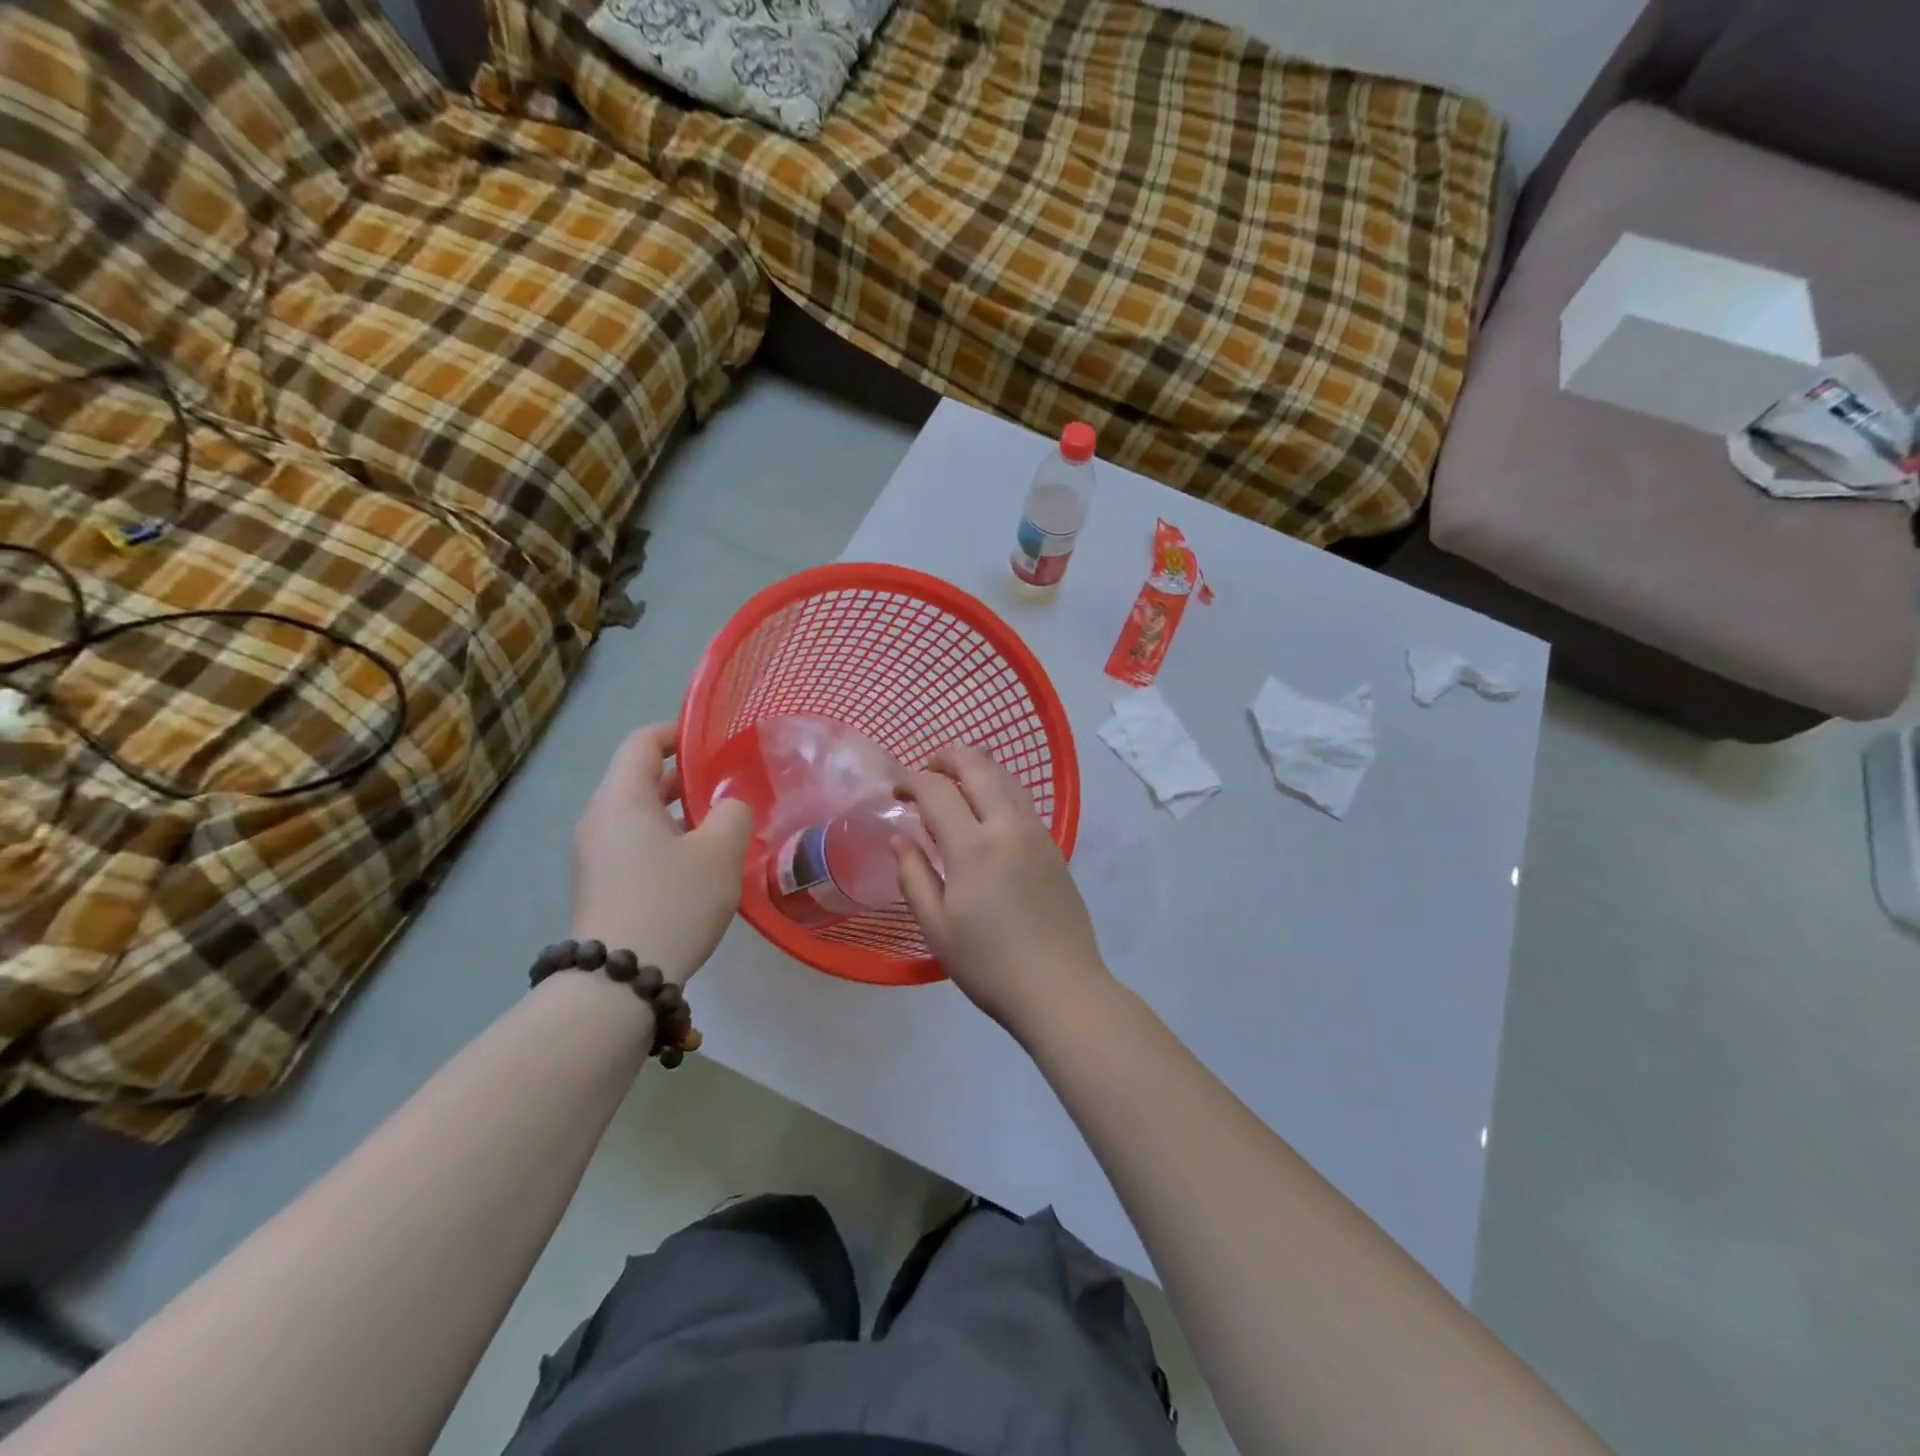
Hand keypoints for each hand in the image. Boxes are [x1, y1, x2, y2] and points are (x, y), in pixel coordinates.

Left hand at [571, 724, 753, 985]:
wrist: (619, 979)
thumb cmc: (672, 901)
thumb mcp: (720, 851)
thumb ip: (733, 813)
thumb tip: (728, 806)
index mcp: (622, 798)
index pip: (642, 742)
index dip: (677, 732)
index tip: (712, 743)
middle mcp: (599, 819)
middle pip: (638, 779)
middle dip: (684, 778)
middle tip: (727, 788)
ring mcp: (594, 855)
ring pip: (638, 816)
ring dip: (677, 814)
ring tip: (719, 829)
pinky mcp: (599, 886)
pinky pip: (633, 846)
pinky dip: (664, 842)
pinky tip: (696, 867)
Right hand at [893, 745, 1108, 1034]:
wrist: (1060, 988)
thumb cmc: (989, 964)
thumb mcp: (936, 927)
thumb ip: (913, 876)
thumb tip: (899, 838)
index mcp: (973, 847)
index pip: (938, 789)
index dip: (912, 780)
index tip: (896, 791)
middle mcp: (1008, 827)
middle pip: (978, 765)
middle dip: (947, 757)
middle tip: (925, 770)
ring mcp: (1036, 833)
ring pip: (1006, 777)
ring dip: (976, 767)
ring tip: (954, 781)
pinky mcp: (1053, 846)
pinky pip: (1021, 800)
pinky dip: (997, 788)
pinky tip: (985, 810)